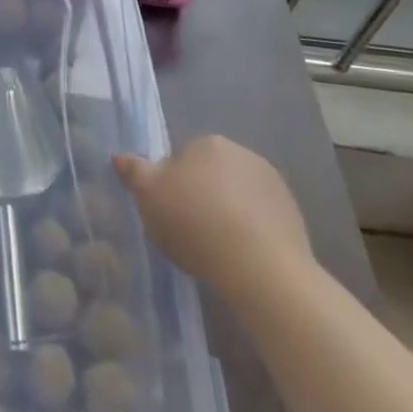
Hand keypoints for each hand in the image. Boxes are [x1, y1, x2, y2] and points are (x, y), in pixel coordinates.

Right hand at [113, 135, 311, 300]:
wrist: (262, 269)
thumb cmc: (195, 223)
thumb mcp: (148, 196)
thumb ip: (133, 171)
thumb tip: (119, 156)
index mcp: (207, 142)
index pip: (181, 159)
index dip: (171, 186)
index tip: (168, 213)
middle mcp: (243, 153)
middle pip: (210, 175)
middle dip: (200, 196)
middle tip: (189, 231)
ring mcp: (273, 184)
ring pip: (236, 196)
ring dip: (226, 214)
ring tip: (216, 249)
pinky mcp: (293, 216)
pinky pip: (260, 219)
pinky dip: (251, 232)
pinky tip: (241, 257)